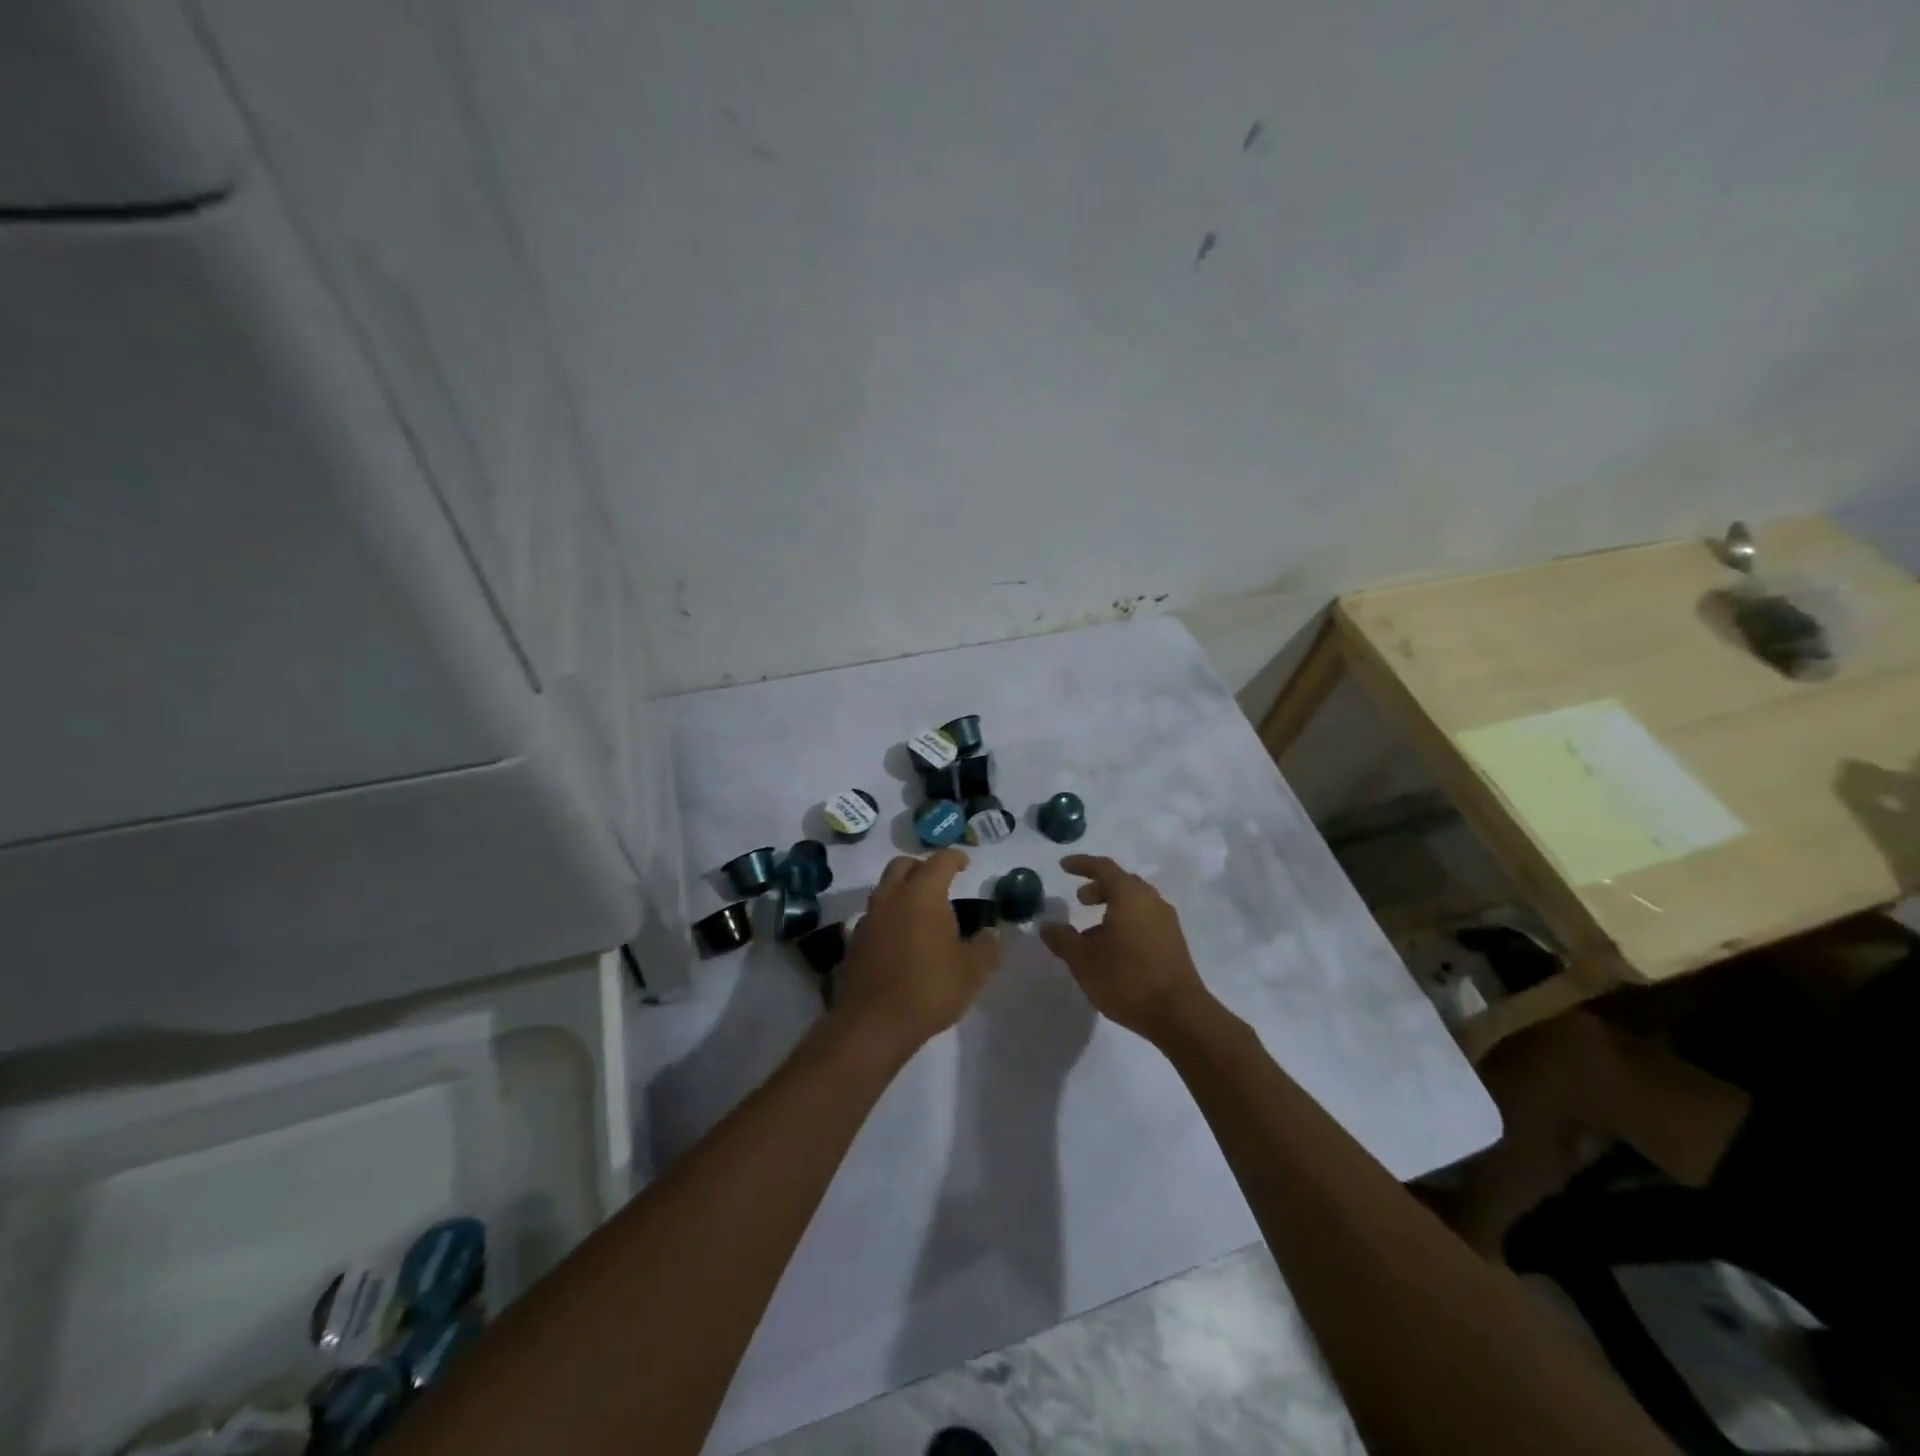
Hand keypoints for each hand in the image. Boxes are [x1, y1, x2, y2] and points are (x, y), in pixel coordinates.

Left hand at [834, 849, 999, 1053]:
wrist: (874, 1023)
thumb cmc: (929, 988)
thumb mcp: (972, 971)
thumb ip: (985, 947)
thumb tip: (991, 933)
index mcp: (922, 893)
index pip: (940, 861)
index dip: (955, 858)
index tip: (965, 864)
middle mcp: (892, 897)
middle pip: (903, 865)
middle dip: (922, 867)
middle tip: (940, 881)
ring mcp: (869, 918)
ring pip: (885, 889)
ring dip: (902, 890)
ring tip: (921, 910)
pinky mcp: (855, 941)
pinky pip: (874, 916)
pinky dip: (889, 916)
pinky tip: (901, 937)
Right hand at [1039, 855, 1214, 1043]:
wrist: (1179, 1015)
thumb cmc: (1127, 979)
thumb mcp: (1083, 960)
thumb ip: (1063, 939)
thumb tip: (1047, 926)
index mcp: (1129, 895)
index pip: (1103, 867)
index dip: (1081, 864)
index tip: (1063, 866)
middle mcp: (1151, 901)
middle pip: (1122, 883)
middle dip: (1098, 888)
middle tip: (1080, 900)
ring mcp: (1166, 922)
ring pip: (1135, 903)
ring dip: (1112, 909)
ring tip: (1091, 933)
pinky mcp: (1174, 943)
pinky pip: (1145, 920)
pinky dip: (1126, 923)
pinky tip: (1113, 950)